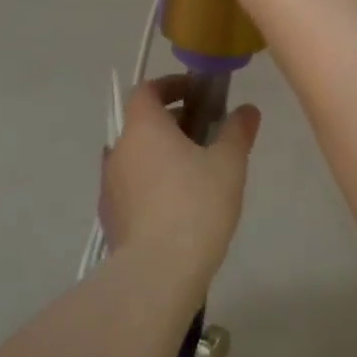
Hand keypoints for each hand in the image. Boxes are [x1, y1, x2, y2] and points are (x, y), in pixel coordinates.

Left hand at [100, 77, 260, 281]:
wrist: (158, 270)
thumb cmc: (196, 205)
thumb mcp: (229, 164)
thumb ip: (237, 131)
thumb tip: (247, 110)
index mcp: (142, 127)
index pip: (147, 90)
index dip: (171, 86)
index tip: (198, 95)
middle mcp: (118, 149)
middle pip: (141, 123)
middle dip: (172, 123)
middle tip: (205, 136)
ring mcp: (109, 184)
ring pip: (136, 155)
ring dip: (161, 154)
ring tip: (194, 173)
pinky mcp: (109, 215)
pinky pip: (131, 185)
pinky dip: (151, 182)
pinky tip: (176, 206)